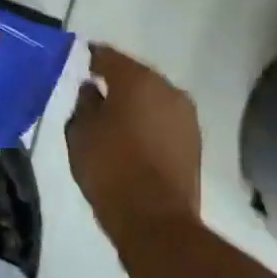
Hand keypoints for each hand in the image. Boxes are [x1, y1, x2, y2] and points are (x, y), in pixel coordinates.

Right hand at [66, 44, 202, 243]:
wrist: (156, 221)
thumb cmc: (110, 170)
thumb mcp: (81, 134)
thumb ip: (84, 103)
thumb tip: (92, 89)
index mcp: (137, 79)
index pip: (109, 56)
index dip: (93, 58)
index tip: (82, 64)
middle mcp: (167, 88)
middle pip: (136, 75)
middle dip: (117, 81)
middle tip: (96, 93)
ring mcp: (185, 115)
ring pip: (154, 97)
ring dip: (137, 103)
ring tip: (116, 118)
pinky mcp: (194, 140)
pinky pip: (165, 119)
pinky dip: (150, 122)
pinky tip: (135, 137)